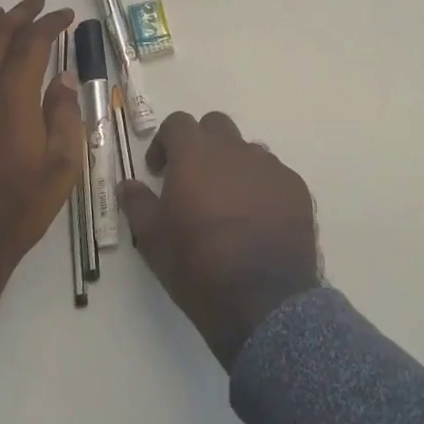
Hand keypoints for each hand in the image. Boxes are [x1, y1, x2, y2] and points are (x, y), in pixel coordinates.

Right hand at [118, 111, 320, 367]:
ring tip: (228, 205)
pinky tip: (258, 221)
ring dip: (233, 166)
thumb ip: (137, 203)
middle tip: (194, 179)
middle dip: (202, 144)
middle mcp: (234, 149)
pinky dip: (261, 188)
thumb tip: (128, 185)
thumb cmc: (197, 265)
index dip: (164, 142)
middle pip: (216, 126)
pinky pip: (273, 175)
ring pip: (247, 150)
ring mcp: (269, 166)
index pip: (177, 123)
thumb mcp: (152, 239)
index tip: (159, 170)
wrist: (262, 299)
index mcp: (195, 154)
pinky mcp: (296, 187)